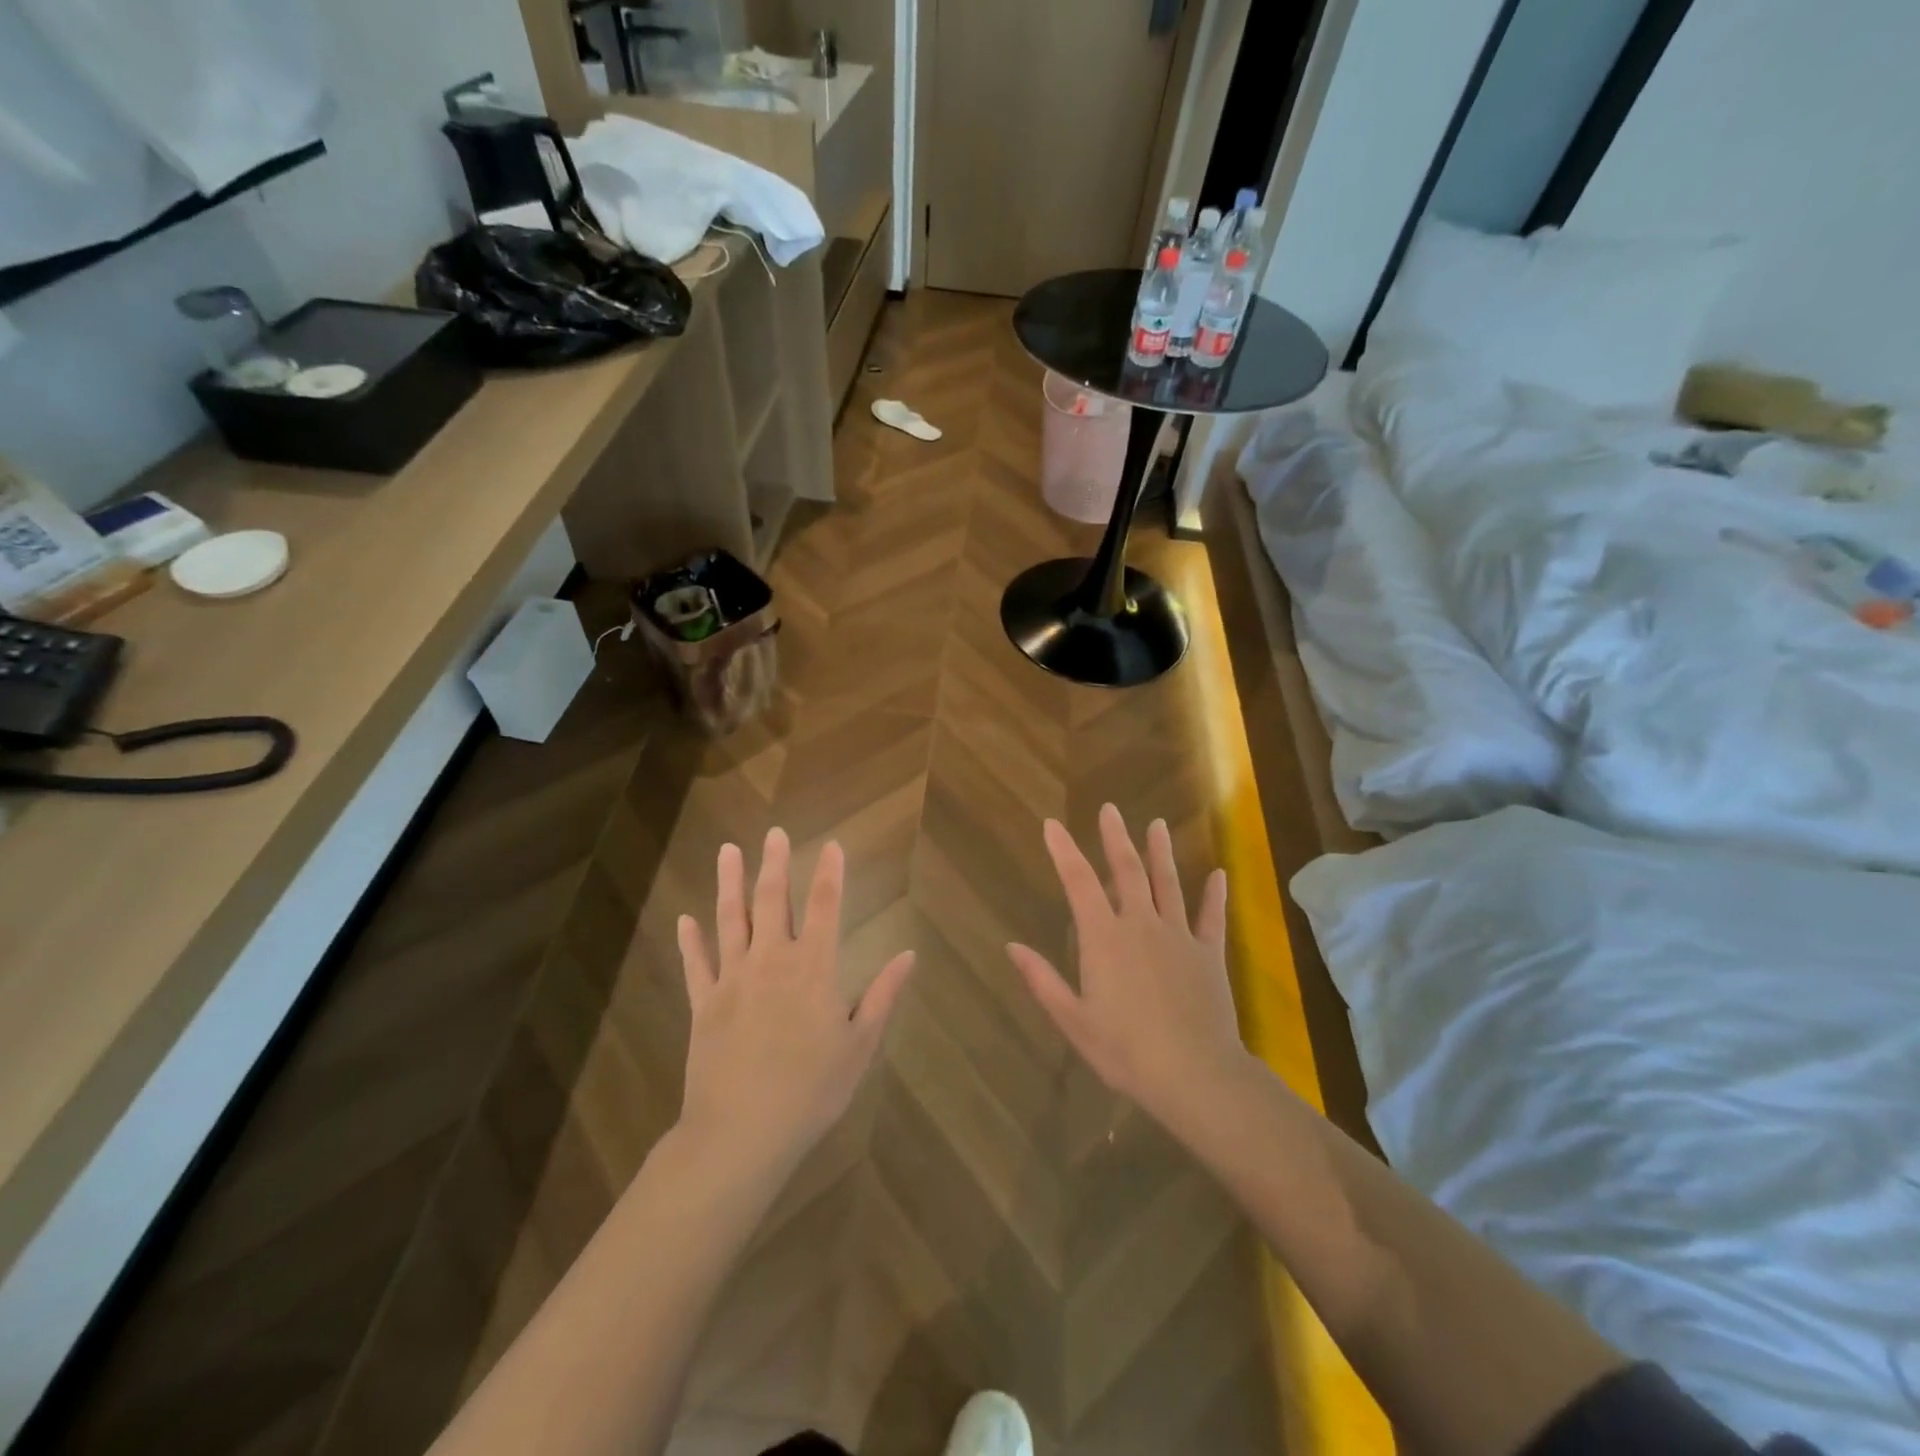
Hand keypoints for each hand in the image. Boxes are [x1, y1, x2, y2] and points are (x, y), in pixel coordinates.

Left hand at [676, 829, 913, 1176]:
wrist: (742, 1132)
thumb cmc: (811, 1089)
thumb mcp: (859, 1045)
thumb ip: (883, 995)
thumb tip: (908, 954)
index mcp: (813, 968)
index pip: (824, 907)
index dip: (830, 873)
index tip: (831, 844)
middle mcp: (771, 961)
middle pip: (772, 901)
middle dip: (775, 864)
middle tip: (773, 832)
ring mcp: (732, 980)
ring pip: (730, 920)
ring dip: (729, 883)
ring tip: (728, 850)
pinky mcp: (704, 1004)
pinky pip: (696, 964)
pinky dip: (690, 940)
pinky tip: (685, 919)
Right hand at [1008, 805, 1246, 1133]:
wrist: (1195, 1074)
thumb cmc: (1125, 1051)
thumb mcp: (1073, 1020)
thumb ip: (1042, 980)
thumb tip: (1011, 946)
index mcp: (1104, 938)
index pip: (1078, 882)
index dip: (1064, 850)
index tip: (1052, 824)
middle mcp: (1141, 925)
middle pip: (1127, 871)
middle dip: (1115, 838)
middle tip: (1110, 809)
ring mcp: (1178, 936)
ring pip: (1168, 884)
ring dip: (1161, 853)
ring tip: (1158, 825)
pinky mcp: (1208, 954)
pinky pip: (1211, 918)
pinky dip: (1214, 896)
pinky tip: (1219, 874)